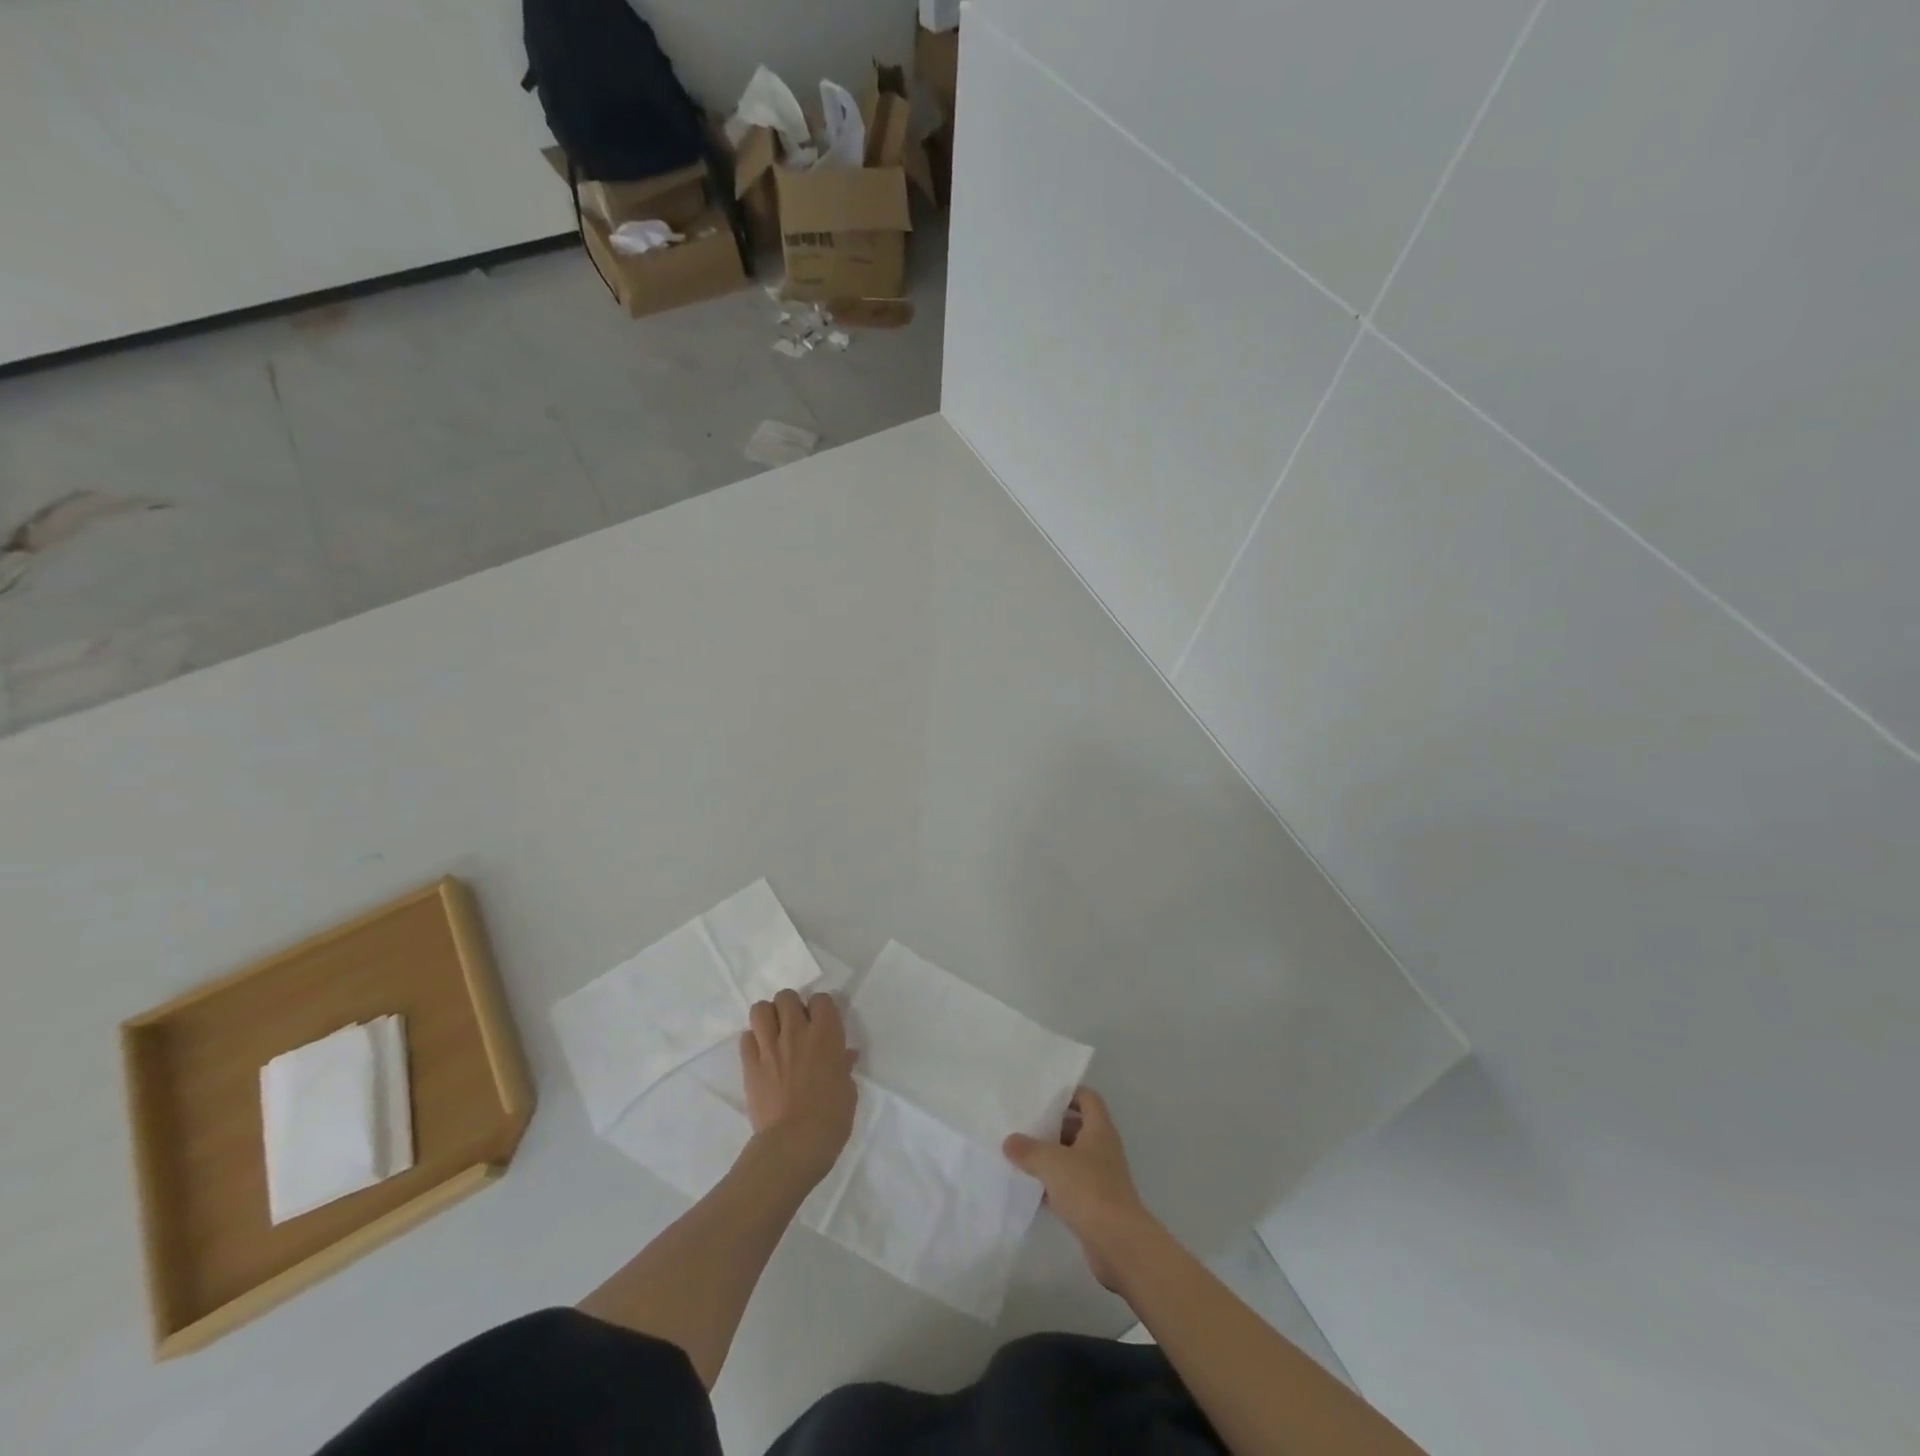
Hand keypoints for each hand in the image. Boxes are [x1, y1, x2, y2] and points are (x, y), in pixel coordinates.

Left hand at [741, 990, 858, 1186]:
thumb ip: (842, 1066)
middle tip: (796, 1026)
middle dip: (791, 1007)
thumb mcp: (848, 1090)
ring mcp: (769, 1047)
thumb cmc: (831, 1118)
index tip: (822, 1024)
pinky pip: (746, 1038)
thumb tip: (844, 1056)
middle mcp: (796, 1032)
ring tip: (774, 1033)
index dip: (821, 1009)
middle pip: (787, 996)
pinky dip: (753, 1041)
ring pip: (760, 1009)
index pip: (821, 999)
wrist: (793, 1145)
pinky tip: (761, 1054)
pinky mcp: (749, 1065)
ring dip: (768, 1017)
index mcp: (826, 1034)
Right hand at [1003, 1087, 1154, 1289]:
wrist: (1118, 1244)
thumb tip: (1009, 1141)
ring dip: (1051, 1157)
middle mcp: (1102, 1149)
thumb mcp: (1052, 1162)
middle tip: (1024, 1124)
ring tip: (1021, 1155)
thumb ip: (1028, 1149)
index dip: (1068, 1093)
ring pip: (1072, 1159)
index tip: (1043, 1096)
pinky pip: (1070, 1187)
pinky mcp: (1095, 1205)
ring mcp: (1100, 1178)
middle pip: (1077, 1128)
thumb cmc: (1088, 1189)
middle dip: (1052, 1126)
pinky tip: (1030, 1190)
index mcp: (1099, 1129)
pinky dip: (1053, 1186)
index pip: (1087, 1098)